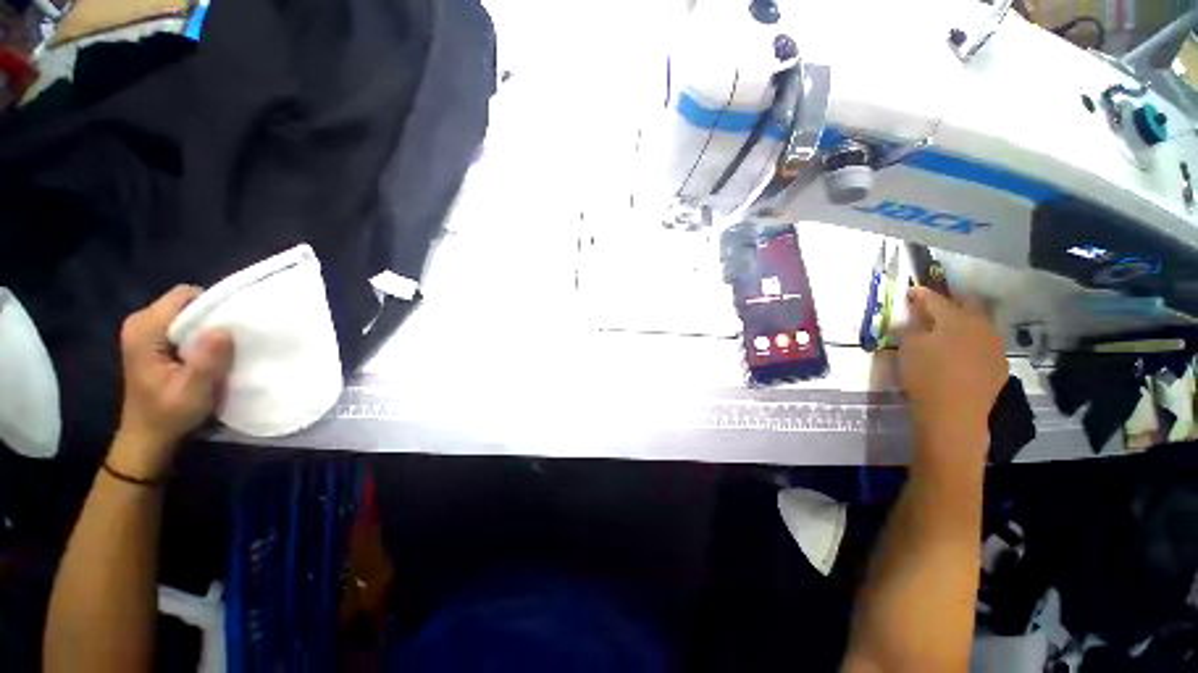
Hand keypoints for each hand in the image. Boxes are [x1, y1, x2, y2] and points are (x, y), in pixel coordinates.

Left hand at [111, 285, 233, 479]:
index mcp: (144, 330)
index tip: (232, 327)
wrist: (147, 437)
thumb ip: (206, 360)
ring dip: (205, 328)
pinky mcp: (151, 340)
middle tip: (229, 343)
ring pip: (185, 313)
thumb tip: (224, 330)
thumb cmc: (168, 415)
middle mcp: (140, 323)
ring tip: (220, 350)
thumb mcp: (192, 392)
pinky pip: (181, 324)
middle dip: (210, 317)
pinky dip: (198, 335)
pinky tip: (206, 354)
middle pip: (184, 302)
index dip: (211, 306)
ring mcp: (143, 331)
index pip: (184, 297)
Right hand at [898, 287, 1006, 445]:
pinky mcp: (999, 364)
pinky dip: (973, 341)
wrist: (954, 413)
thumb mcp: (908, 348)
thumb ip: (909, 328)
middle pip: (969, 303)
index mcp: (955, 318)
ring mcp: (994, 345)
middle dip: (953, 300)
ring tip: (951, 327)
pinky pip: (986, 343)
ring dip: (966, 320)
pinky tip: (963, 351)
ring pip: (981, 323)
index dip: (921, 294)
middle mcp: (980, 325)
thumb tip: (912, 319)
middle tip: (936, 304)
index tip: (911, 291)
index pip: (935, 299)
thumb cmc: (925, 375)